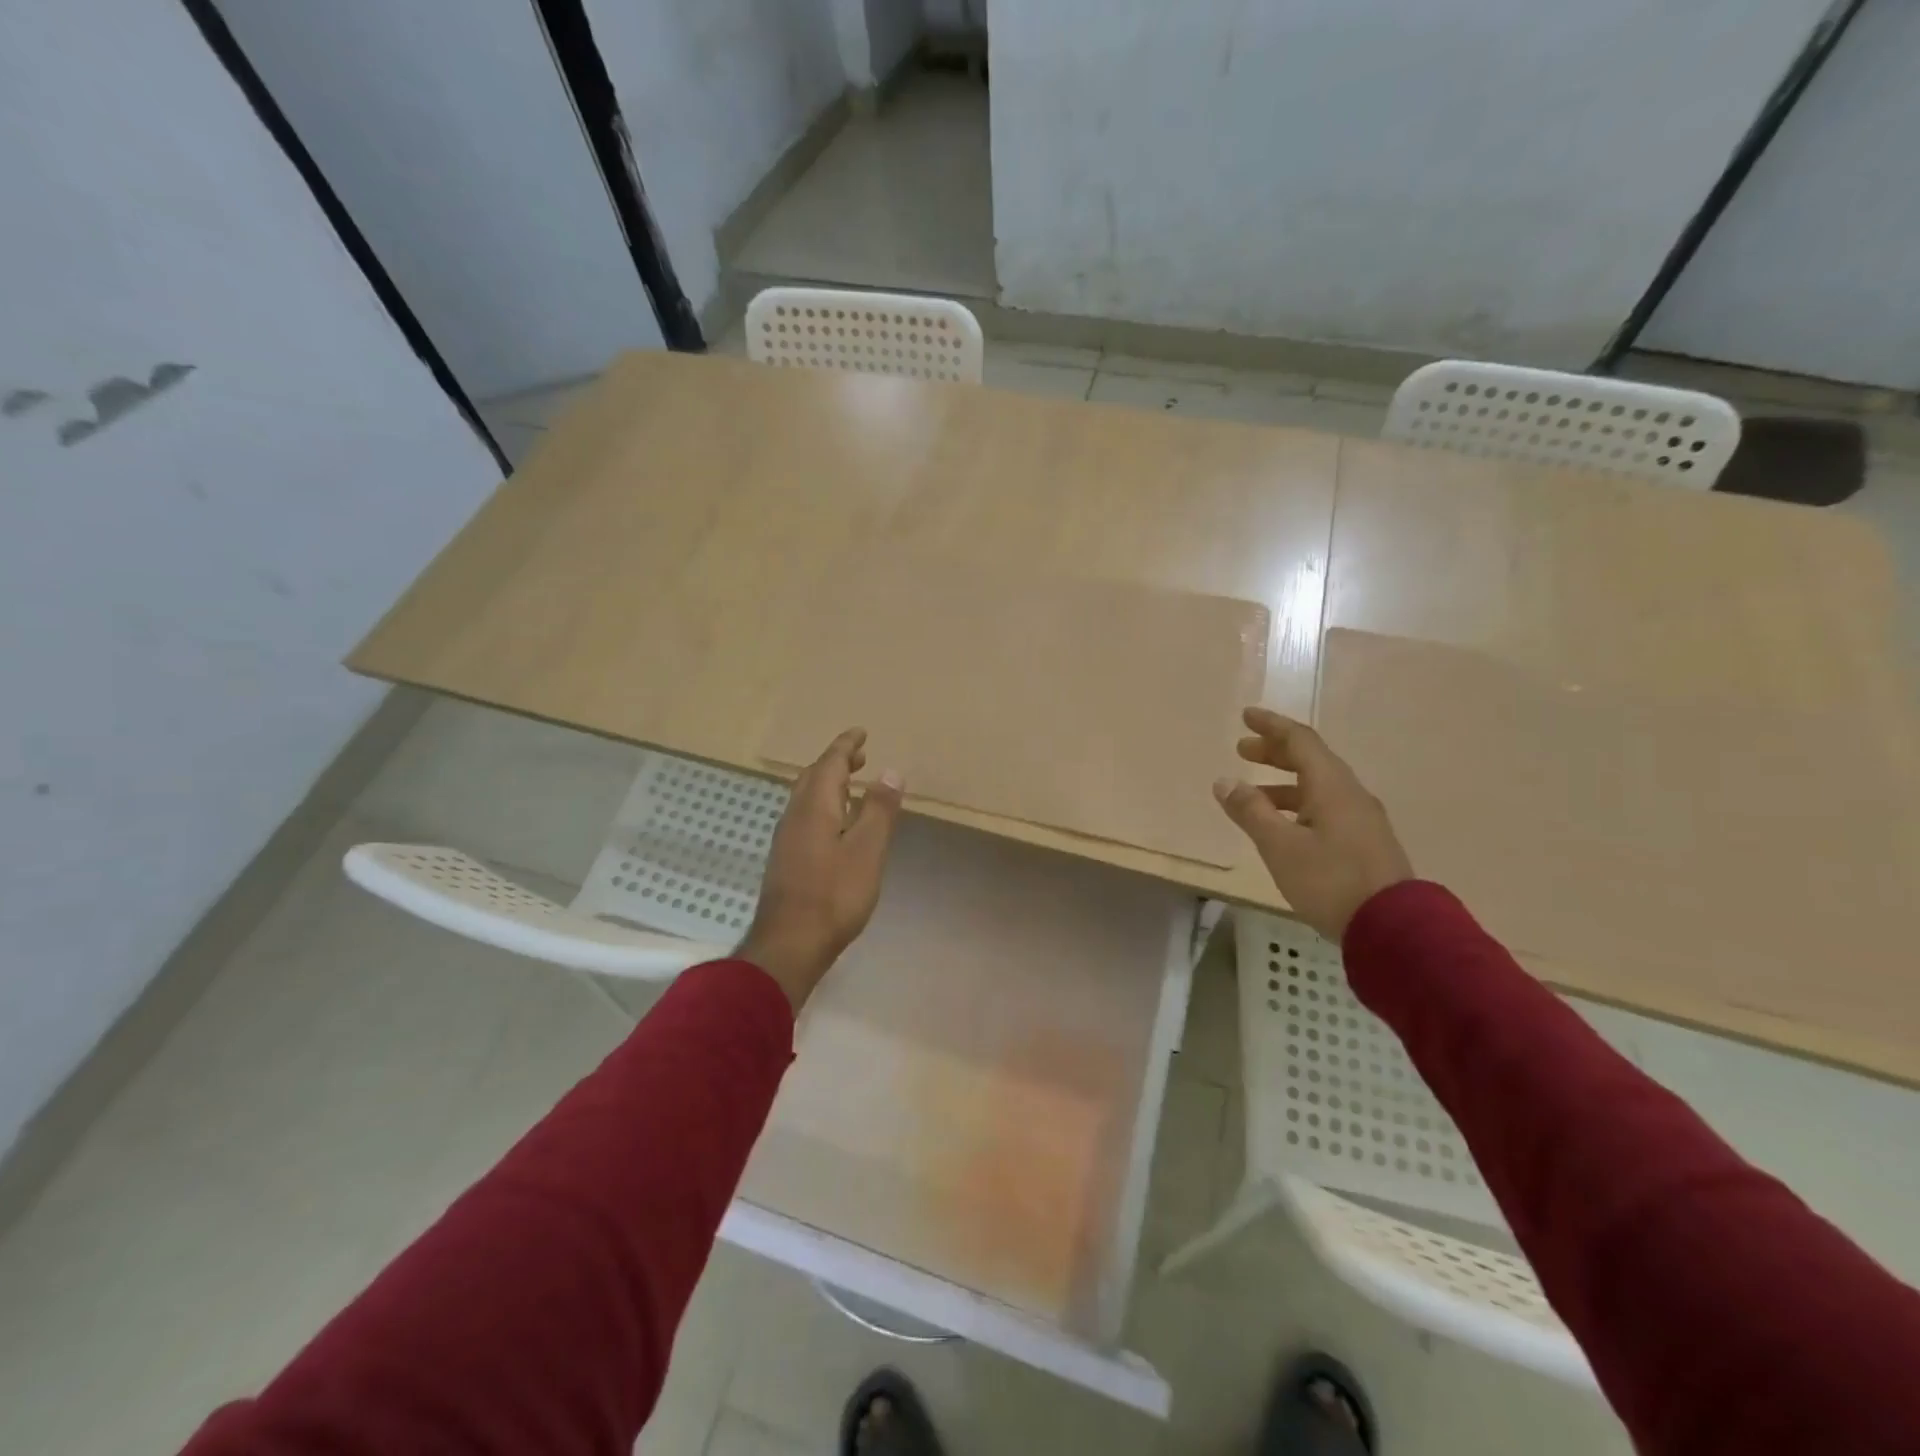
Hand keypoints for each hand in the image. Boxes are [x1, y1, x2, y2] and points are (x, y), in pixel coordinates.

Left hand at [739, 728, 903, 1008]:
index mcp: (814, 806)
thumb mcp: (868, 850)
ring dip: (829, 784)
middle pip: (813, 777)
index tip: (861, 732)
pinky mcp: (786, 859)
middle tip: (860, 756)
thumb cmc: (834, 894)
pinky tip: (836, 824)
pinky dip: (824, 805)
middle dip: (836, 762)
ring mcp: (787, 838)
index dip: (845, 746)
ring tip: (852, 785)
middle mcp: (795, 815)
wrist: (789, 943)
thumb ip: (879, 810)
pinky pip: (805, 816)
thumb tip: (890, 771)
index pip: (830, 763)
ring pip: (806, 798)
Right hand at [1213, 707, 1412, 941]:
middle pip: (1311, 761)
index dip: (1272, 726)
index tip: (1247, 716)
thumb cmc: (1330, 880)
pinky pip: (1325, 808)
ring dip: (1284, 783)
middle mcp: (1350, 795)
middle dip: (1275, 752)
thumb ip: (1251, 811)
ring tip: (1253, 794)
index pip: (1300, 741)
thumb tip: (1224, 781)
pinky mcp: (1364, 843)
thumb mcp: (1280, 846)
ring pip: (1318, 787)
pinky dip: (1298, 804)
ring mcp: (1361, 820)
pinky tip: (1283, 825)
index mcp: (1332, 787)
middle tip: (1244, 750)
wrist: (1393, 928)